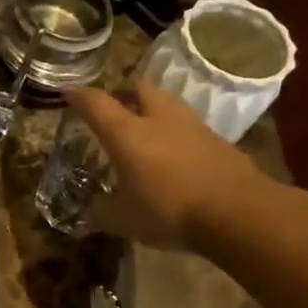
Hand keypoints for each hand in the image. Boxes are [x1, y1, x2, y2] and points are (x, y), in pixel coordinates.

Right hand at [66, 81, 272, 250]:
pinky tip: (171, 152)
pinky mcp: (218, 140)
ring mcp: (192, 126)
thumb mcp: (123, 220)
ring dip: (152, 107)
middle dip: (123, 91)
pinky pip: (187, 125)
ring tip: (142, 126)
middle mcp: (157, 120)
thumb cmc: (169, 211)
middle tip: (113, 105)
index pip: (96, 103)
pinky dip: (174, 131)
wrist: (239, 213)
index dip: (78, 96)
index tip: (67, 92)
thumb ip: (102, 212)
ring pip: (167, 102)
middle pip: (139, 88)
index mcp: (126, 134)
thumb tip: (90, 212)